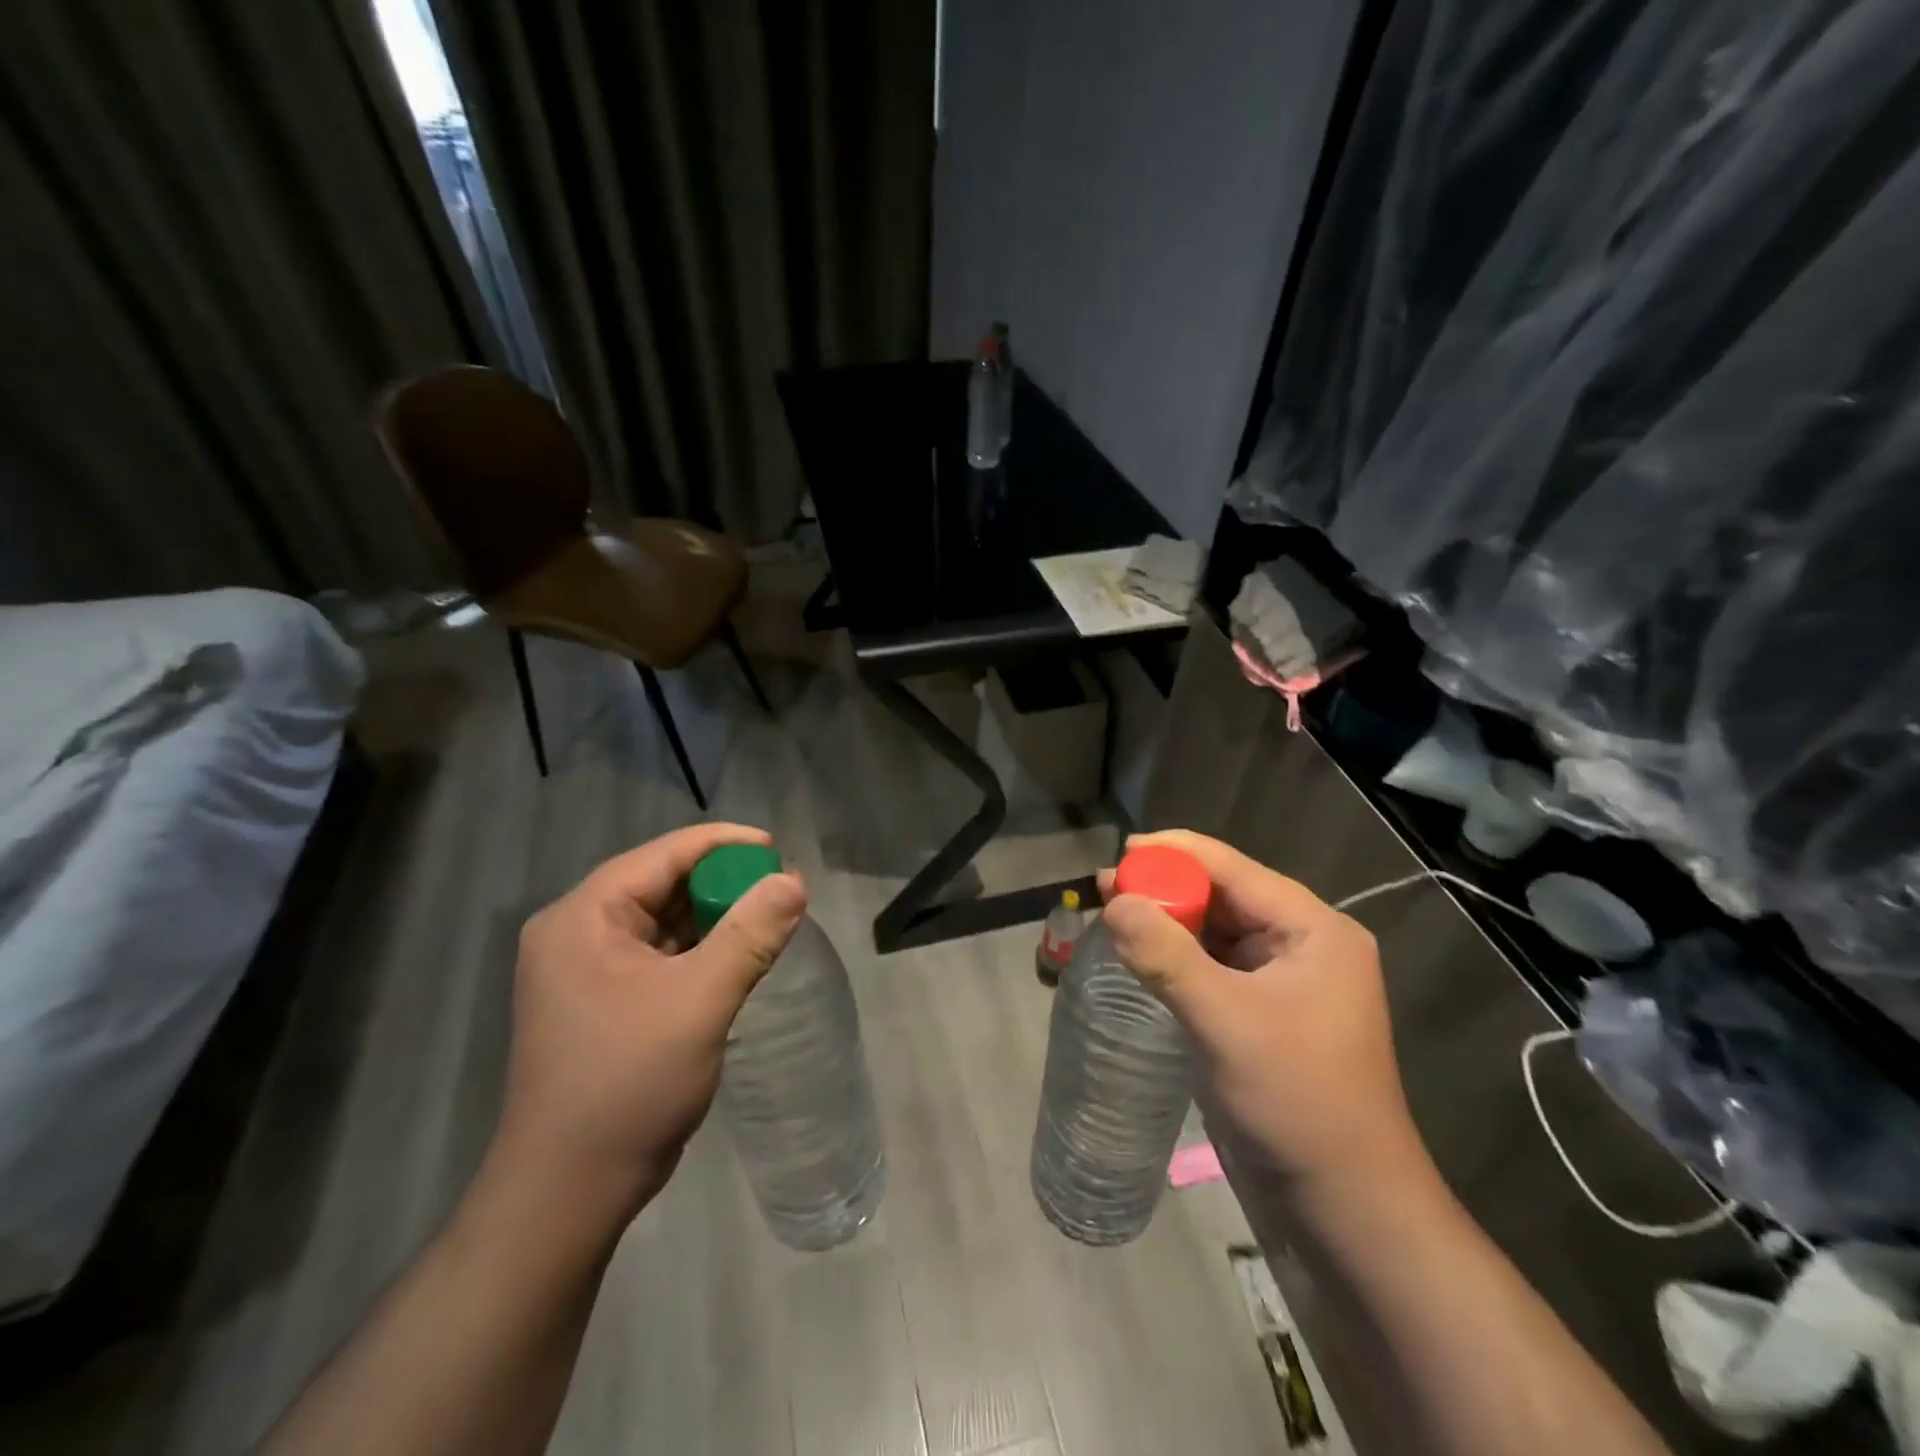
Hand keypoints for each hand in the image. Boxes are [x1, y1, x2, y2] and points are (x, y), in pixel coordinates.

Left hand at [488, 823, 806, 1224]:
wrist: (567, 1193)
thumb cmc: (628, 1084)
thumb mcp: (699, 1000)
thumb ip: (750, 933)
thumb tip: (794, 881)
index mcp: (583, 917)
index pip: (662, 855)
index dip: (724, 845)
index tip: (779, 850)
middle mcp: (577, 931)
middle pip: (661, 883)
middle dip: (722, 882)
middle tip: (781, 888)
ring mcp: (585, 969)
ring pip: (662, 919)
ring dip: (714, 915)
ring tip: (769, 916)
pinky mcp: (601, 1000)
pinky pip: (659, 953)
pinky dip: (699, 948)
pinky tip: (737, 954)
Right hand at [1099, 830, 1430, 1205]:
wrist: (1347, 1211)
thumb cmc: (1297, 1103)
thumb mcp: (1225, 1021)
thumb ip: (1166, 955)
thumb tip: (1112, 901)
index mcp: (1314, 930)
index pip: (1234, 869)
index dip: (1175, 854)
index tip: (1119, 853)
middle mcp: (1304, 945)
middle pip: (1224, 896)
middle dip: (1166, 888)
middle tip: (1105, 889)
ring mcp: (1286, 982)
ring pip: (1217, 932)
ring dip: (1169, 922)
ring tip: (1114, 917)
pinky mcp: (1266, 1014)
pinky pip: (1215, 967)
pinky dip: (1179, 957)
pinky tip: (1143, 958)